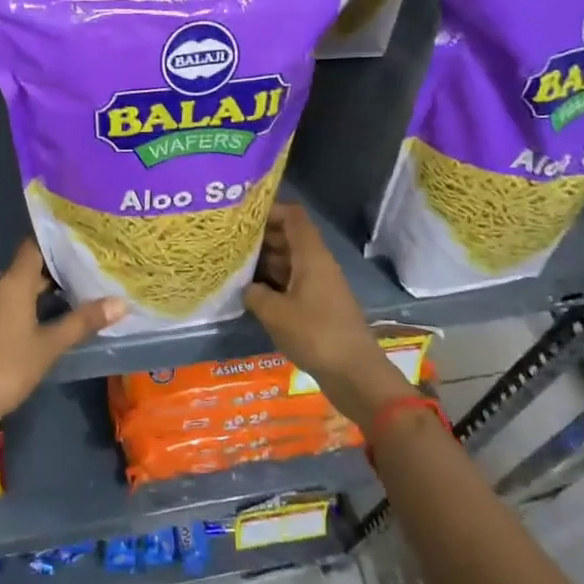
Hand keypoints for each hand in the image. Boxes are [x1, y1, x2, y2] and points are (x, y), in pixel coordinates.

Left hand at [0, 239, 125, 432]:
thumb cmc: (10, 366)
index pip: (33, 246)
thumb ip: (83, 321)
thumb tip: (120, 302)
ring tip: (80, 290)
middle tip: (90, 266)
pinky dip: (32, 304)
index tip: (82, 239)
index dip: (56, 240)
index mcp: (12, 283)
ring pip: (20, 287)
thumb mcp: (51, 344)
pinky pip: (11, 304)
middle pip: (28, 267)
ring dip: (45, 288)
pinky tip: (54, 317)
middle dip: (57, 267)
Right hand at [244, 204, 411, 429]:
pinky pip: (292, 282)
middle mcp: (317, 263)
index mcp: (311, 256)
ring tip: (233, 264)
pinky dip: (273, 282)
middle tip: (228, 241)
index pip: (293, 216)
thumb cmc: (315, 334)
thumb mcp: (275, 313)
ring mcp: (319, 285)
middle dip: (261, 236)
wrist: (355, 372)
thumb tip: (246, 287)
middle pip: (289, 237)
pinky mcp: (318, 305)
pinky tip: (250, 291)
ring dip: (265, 261)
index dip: (269, 210)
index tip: (241, 216)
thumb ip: (255, 293)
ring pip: (289, 261)